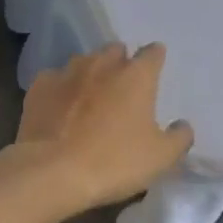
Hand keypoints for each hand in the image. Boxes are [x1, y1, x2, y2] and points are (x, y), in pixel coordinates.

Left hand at [13, 44, 193, 212]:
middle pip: (116, 50)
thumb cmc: (114, 161)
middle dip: (121, 62)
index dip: (155, 60)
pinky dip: (60, 88)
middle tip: (122, 88)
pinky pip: (55, 79)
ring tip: (90, 96)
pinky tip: (60, 107)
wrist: (51, 173)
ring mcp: (68, 72)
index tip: (155, 72)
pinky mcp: (39, 87)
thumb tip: (182, 125)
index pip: (153, 52)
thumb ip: (179, 137)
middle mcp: (103, 64)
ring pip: (84, 61)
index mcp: (137, 75)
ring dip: (90, 73)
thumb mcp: (161, 158)